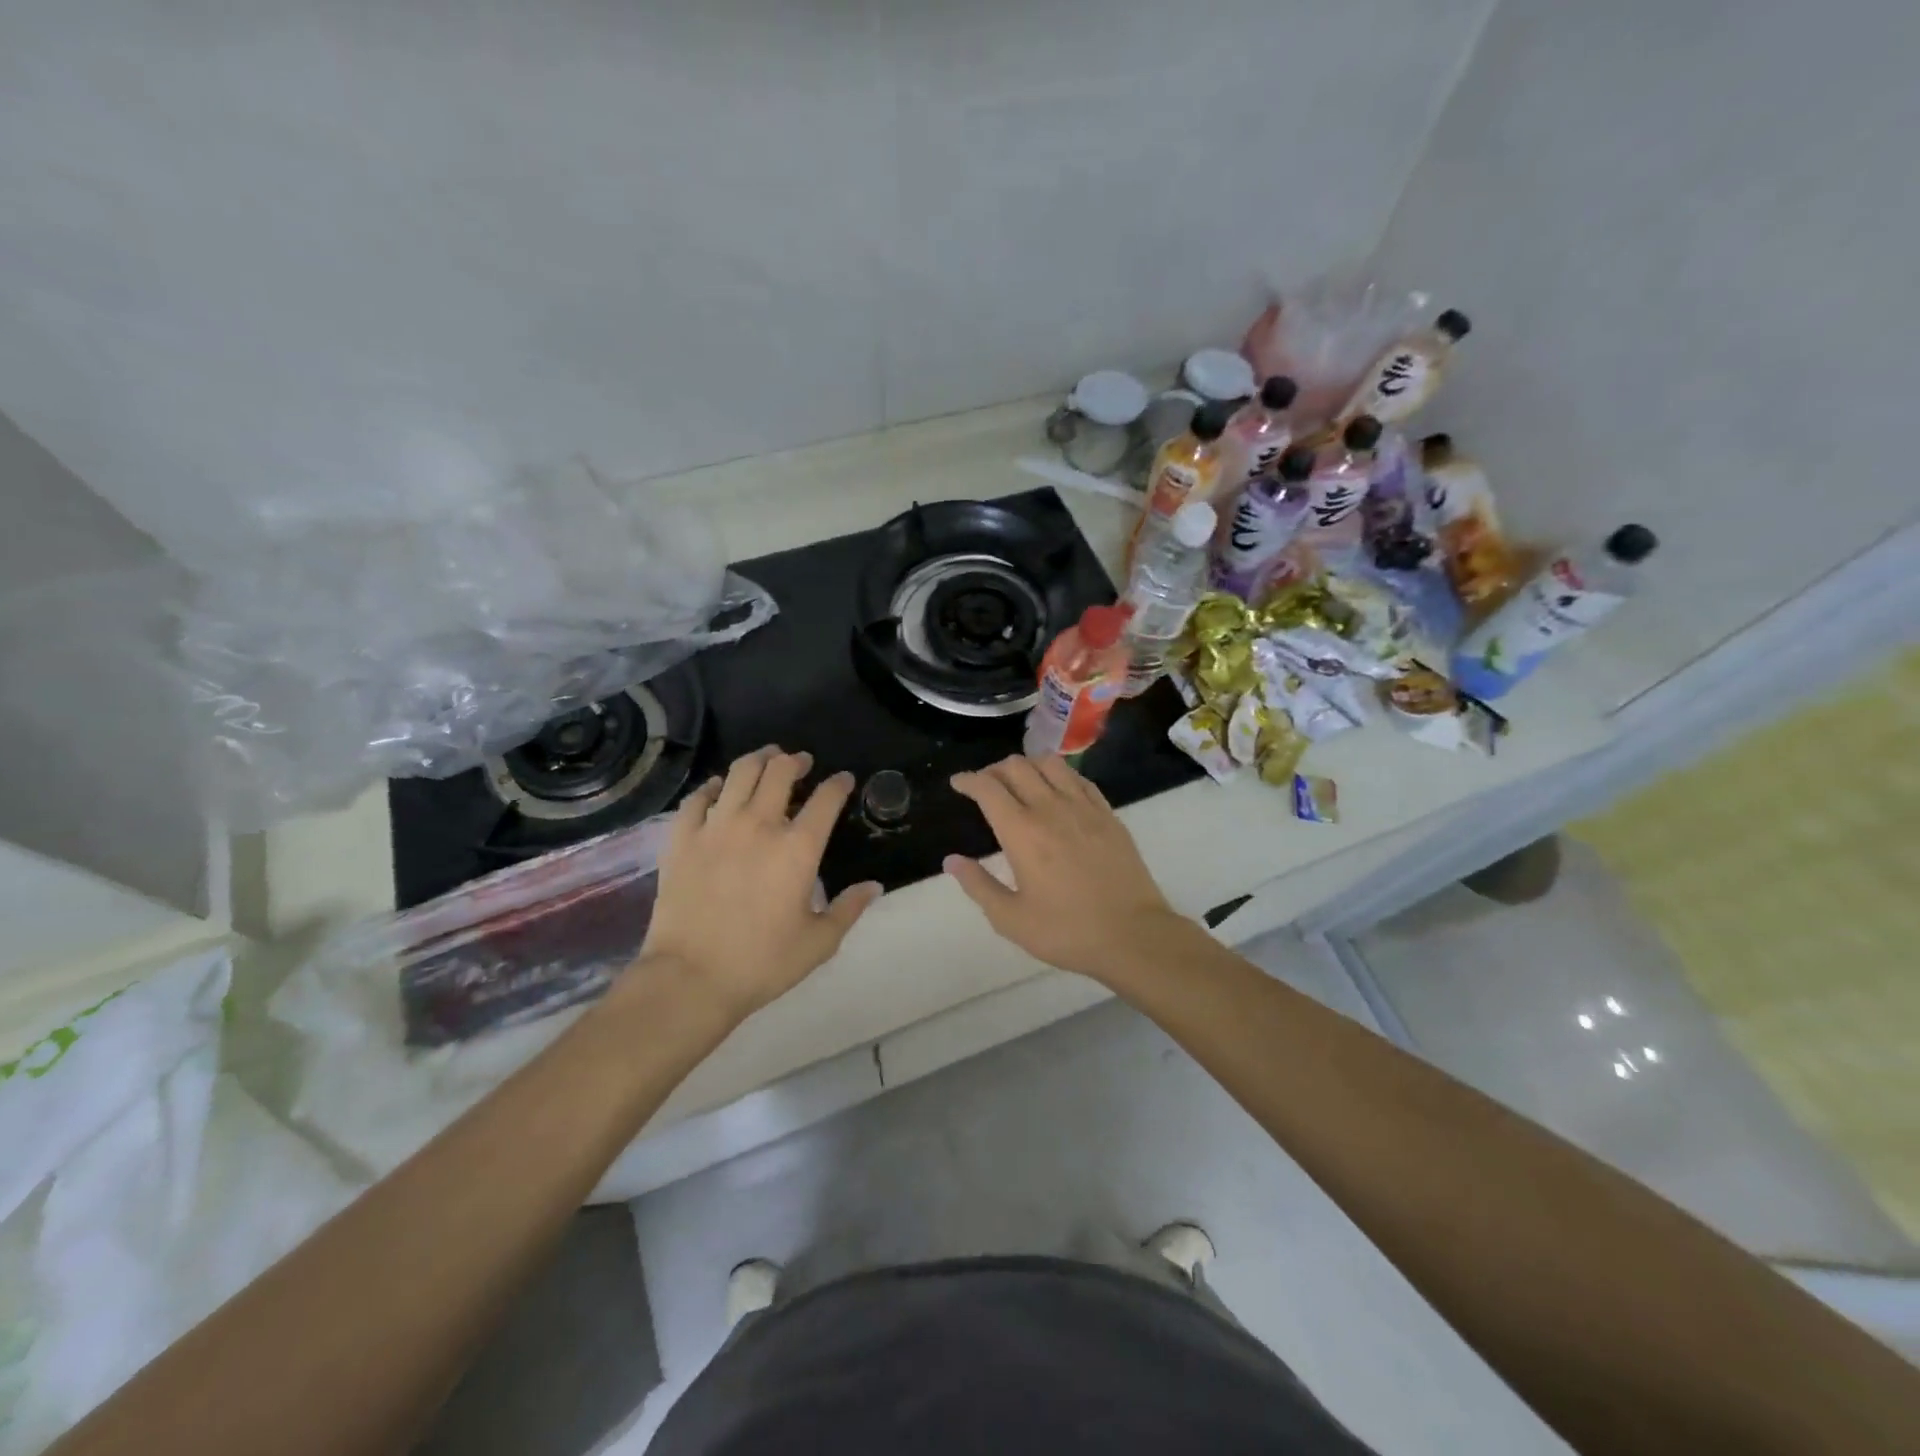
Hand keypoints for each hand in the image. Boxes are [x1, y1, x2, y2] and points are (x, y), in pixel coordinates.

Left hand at [637, 748, 880, 1020]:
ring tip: (766, 760)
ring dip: (758, 760)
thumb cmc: (762, 963)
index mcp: (798, 848)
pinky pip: (697, 798)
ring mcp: (716, 827)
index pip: (826, 799)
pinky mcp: (682, 839)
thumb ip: (849, 909)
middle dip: (796, 761)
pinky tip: (717, 789)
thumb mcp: (818, 943)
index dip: (838, 784)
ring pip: (739, 773)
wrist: (690, 979)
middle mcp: (759, 825)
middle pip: (780, 772)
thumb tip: (874, 887)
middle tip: (800, 763)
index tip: (843, 780)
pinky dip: (712, 787)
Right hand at [944, 755, 1189, 982]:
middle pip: (1017, 767)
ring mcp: (1084, 807)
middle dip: (994, 770)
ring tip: (1020, 782)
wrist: (1133, 935)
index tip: (958, 783)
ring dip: (1028, 765)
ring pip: (1050, 764)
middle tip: (985, 786)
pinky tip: (1057, 790)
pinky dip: (1060, 775)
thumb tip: (951, 860)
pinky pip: (1079, 779)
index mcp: (1021, 831)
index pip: (988, 788)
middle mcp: (1050, 808)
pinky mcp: (1108, 814)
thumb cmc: (1066, 931)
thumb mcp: (1011, 919)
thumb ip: (978, 885)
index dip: (968, 780)